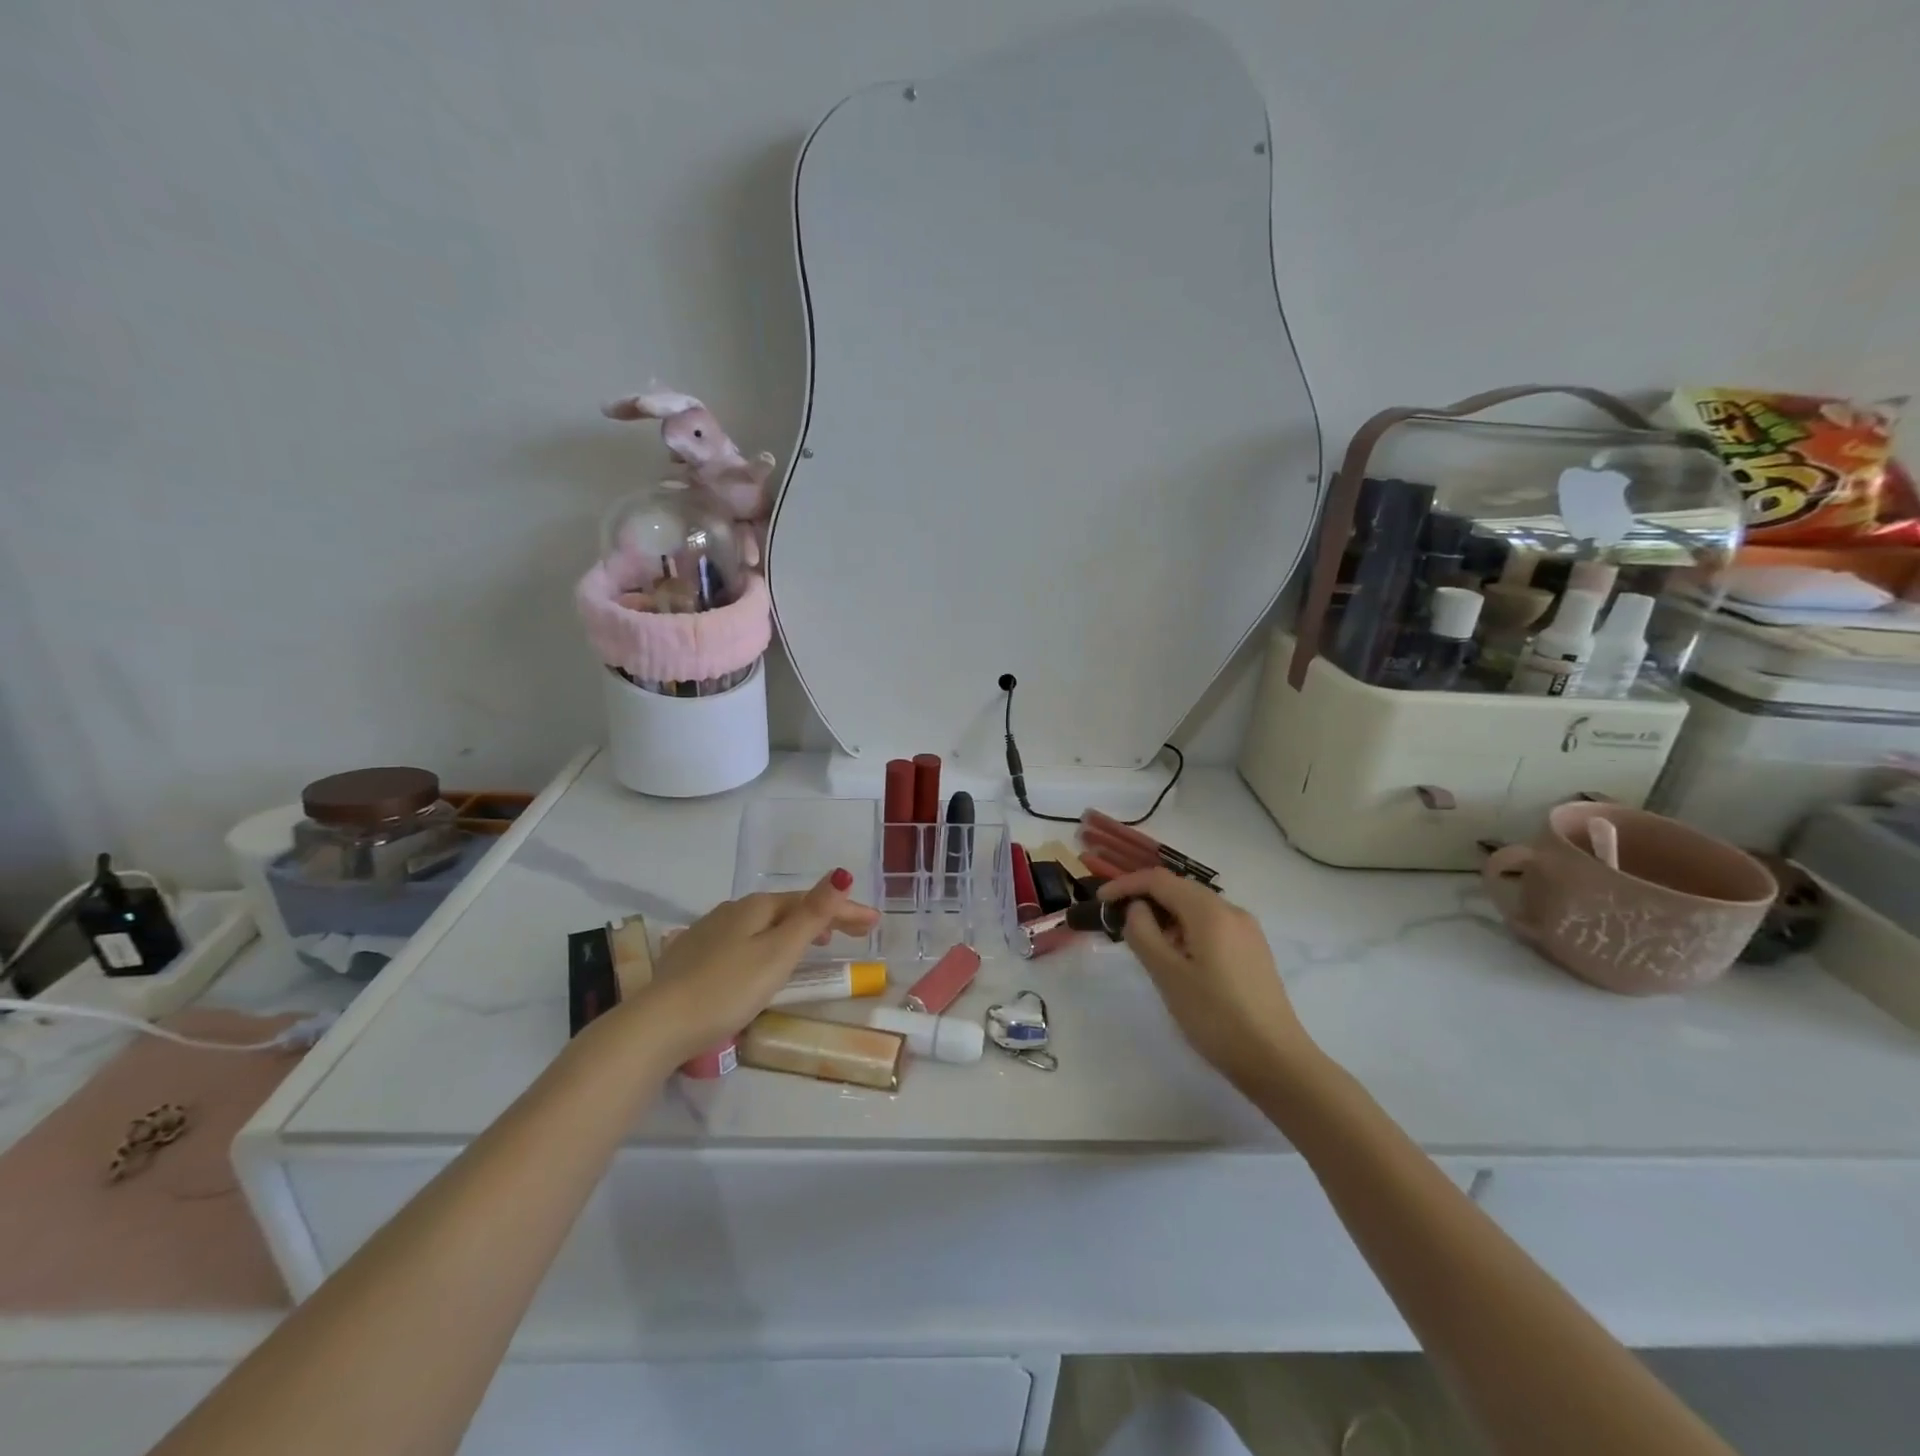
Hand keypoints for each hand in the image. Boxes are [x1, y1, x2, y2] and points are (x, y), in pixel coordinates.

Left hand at [629, 869, 879, 1063]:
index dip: (846, 910)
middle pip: (788, 909)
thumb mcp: (778, 953)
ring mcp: (709, 931)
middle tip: (855, 933)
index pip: (812, 901)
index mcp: (757, 907)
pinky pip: (744, 939)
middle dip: (824, 917)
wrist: (658, 1024)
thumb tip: (841, 872)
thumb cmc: (727, 989)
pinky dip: (769, 942)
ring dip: (796, 929)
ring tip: (817, 943)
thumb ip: (812, 914)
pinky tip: (765, 959)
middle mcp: (733, 910)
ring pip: (764, 924)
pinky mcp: (693, 955)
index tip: (875, 924)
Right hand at [1099, 867, 1312, 1088]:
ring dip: (1166, 917)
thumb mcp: (1168, 975)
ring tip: (1146, 946)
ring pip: (1196, 908)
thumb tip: (1136, 908)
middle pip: (1180, 889)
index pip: (1160, 879)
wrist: (1277, 1061)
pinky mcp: (1253, 951)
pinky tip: (1178, 959)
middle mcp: (1232, 911)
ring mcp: (1247, 931)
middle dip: (1146, 899)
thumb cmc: (1216, 1017)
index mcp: (1210, 912)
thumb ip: (1143, 933)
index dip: (1126, 885)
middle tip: (1118, 924)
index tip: (1101, 901)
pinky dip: (1186, 931)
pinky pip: (1212, 926)